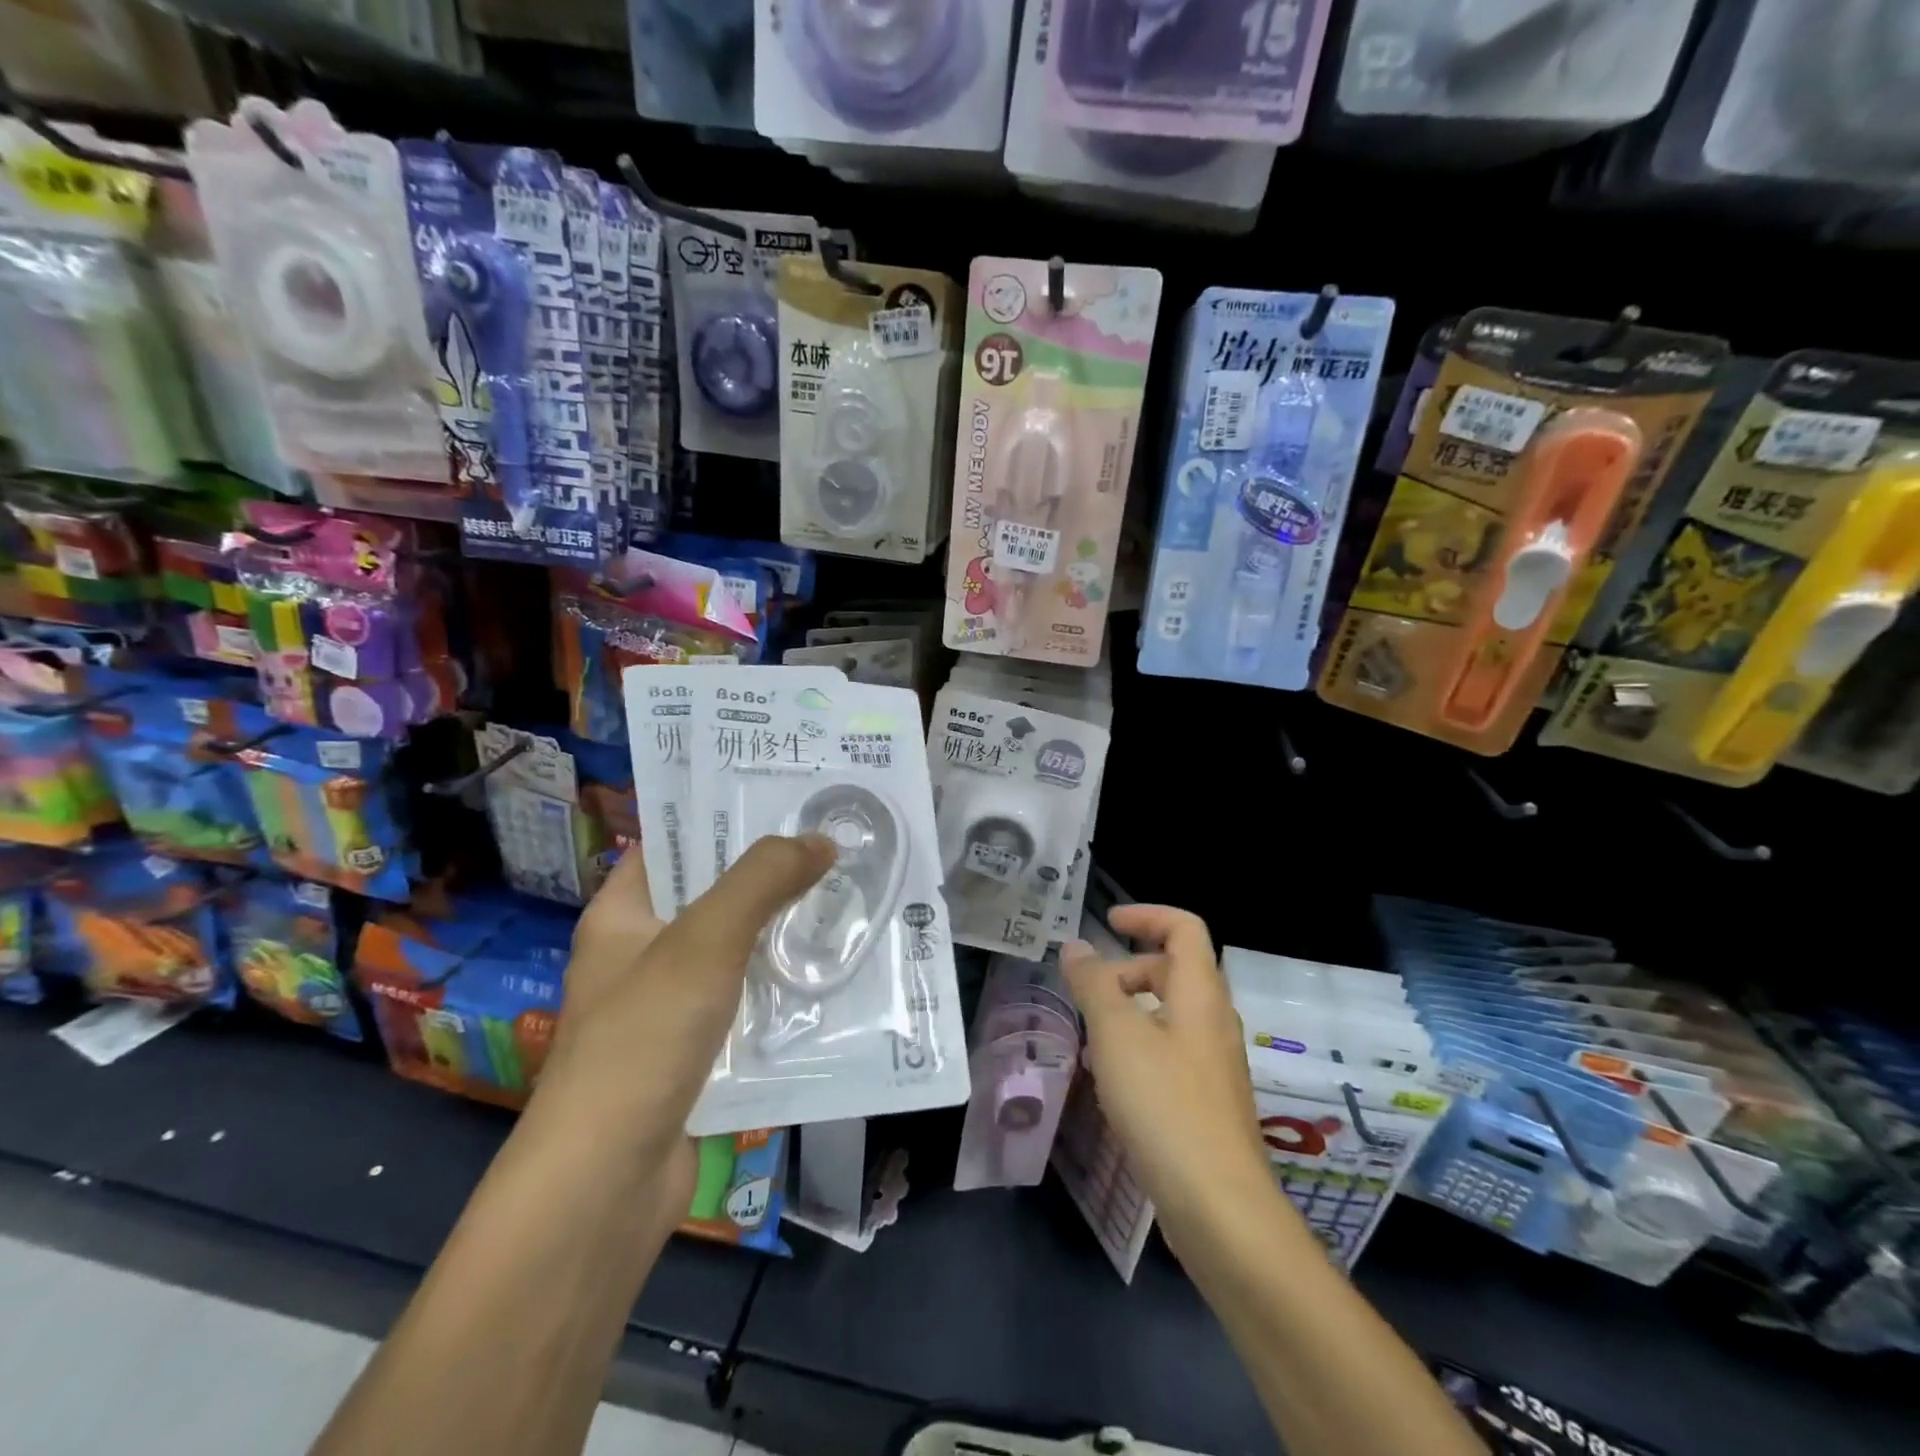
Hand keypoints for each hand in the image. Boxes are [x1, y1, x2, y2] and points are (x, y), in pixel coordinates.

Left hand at [527, 834, 834, 1219]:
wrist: (605, 1186)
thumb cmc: (643, 1040)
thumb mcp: (705, 941)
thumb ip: (762, 881)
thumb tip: (820, 840)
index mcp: (621, 916)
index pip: (670, 845)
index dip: (720, 818)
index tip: (784, 800)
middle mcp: (640, 956)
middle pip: (711, 897)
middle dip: (769, 876)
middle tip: (833, 846)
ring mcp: (667, 1010)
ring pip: (735, 954)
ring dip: (781, 935)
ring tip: (845, 902)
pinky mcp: (695, 1055)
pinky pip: (745, 1006)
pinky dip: (780, 992)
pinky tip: (829, 979)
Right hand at [1060, 905, 1271, 1255]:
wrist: (1218, 1206)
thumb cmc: (1164, 1104)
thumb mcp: (1116, 1034)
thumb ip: (1093, 985)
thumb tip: (1075, 946)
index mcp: (1200, 994)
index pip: (1184, 928)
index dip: (1146, 915)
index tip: (1107, 923)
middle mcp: (1214, 1021)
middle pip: (1175, 970)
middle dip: (1129, 969)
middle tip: (1089, 990)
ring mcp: (1214, 1065)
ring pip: (1171, 1015)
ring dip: (1130, 1011)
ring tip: (1090, 1035)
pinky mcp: (1208, 1102)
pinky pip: (1171, 1053)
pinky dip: (1139, 1048)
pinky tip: (1111, 1081)